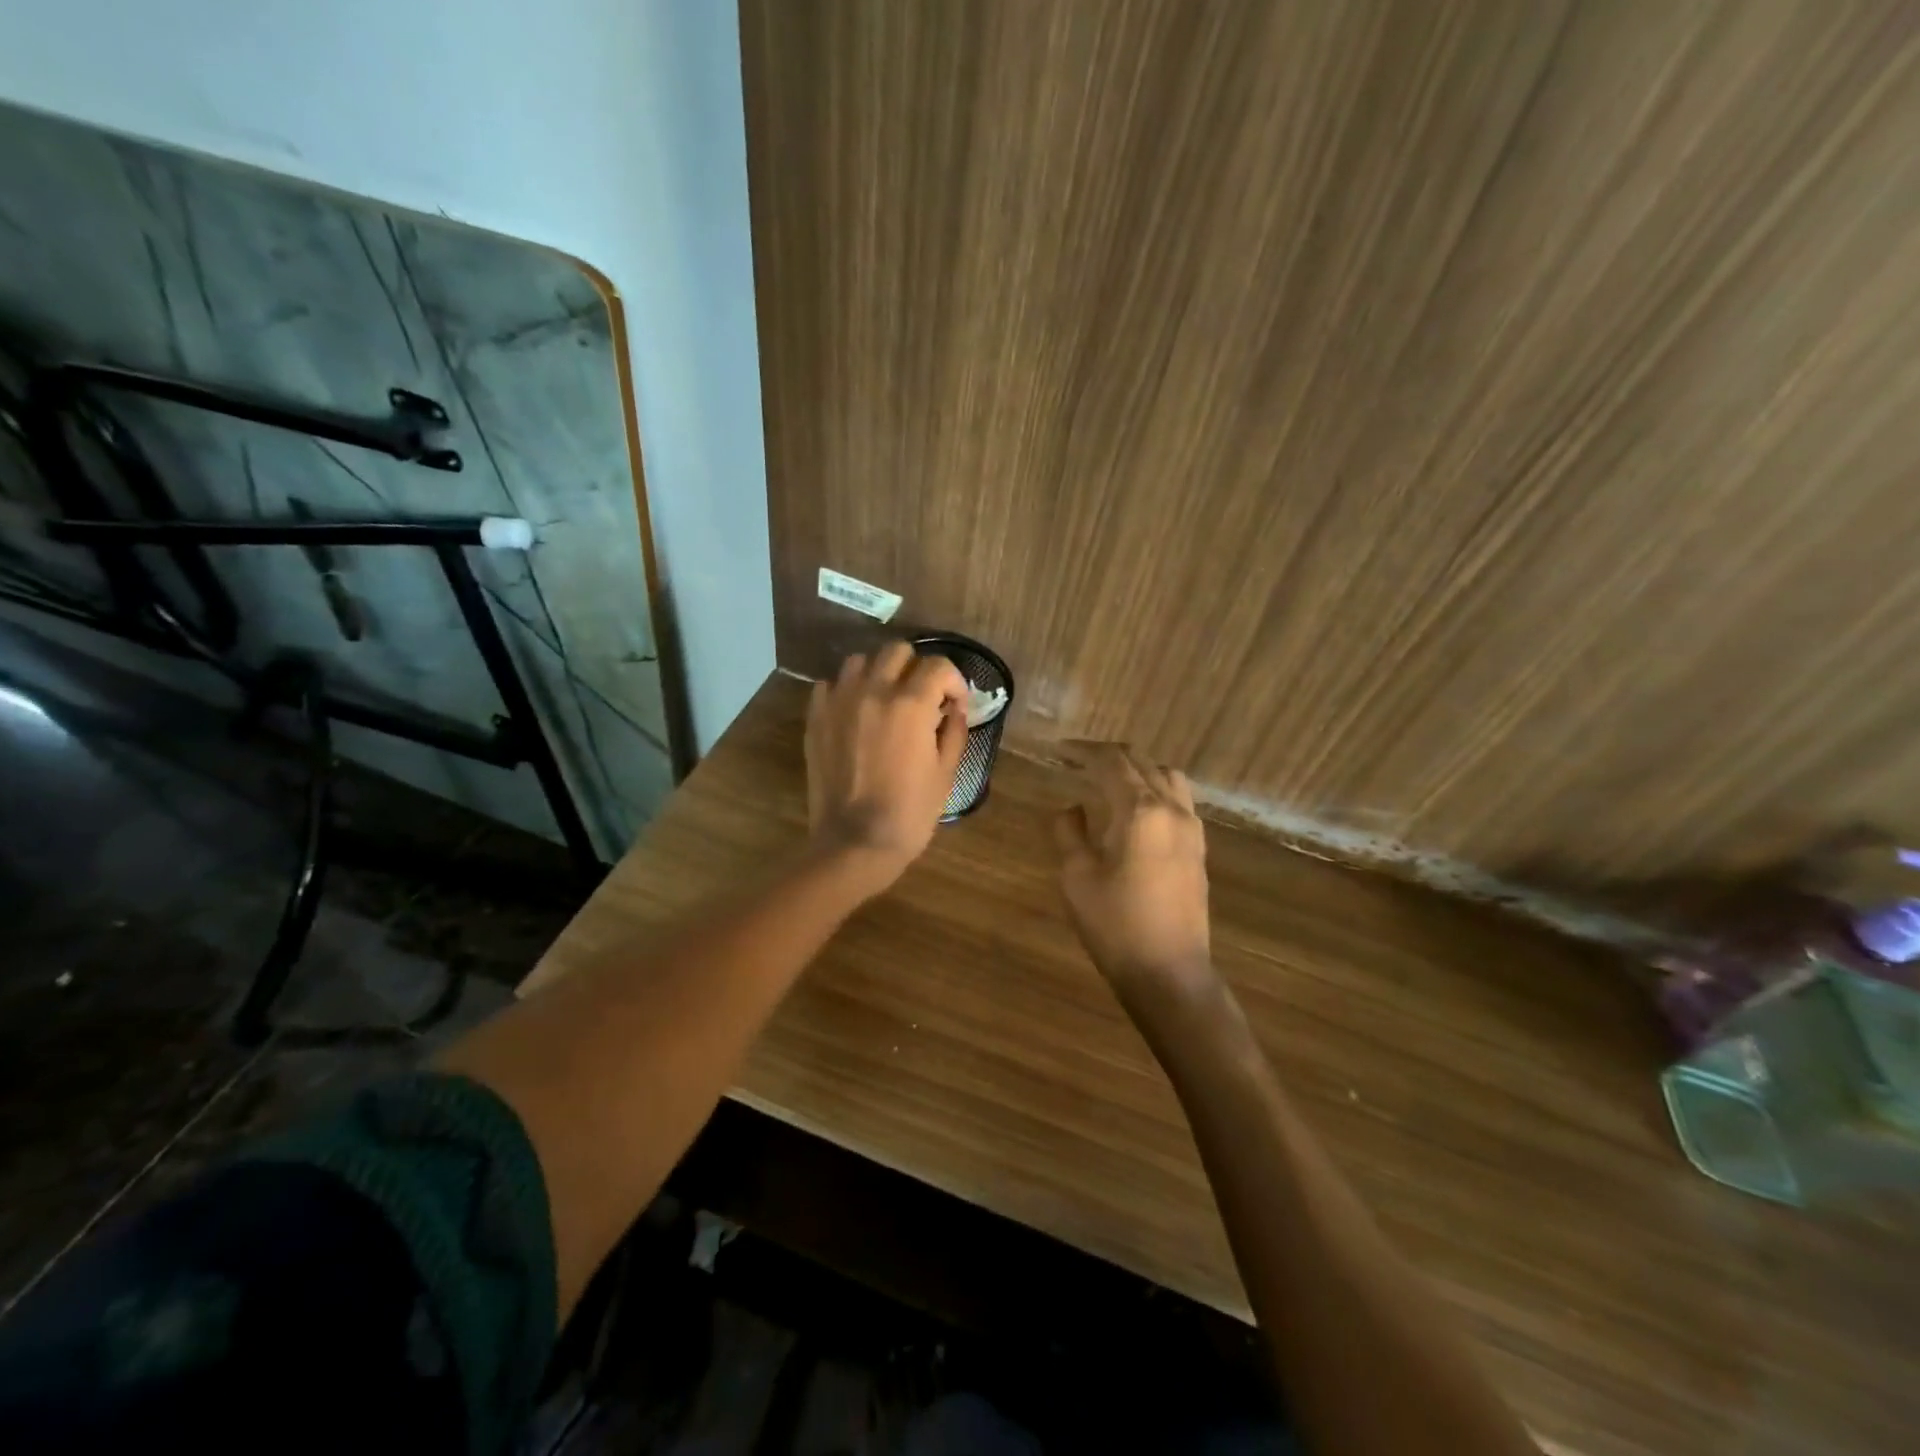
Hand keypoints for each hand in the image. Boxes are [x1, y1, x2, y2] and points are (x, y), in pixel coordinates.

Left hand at [806, 643, 968, 889]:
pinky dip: (846, 691)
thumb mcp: (945, 773)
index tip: (955, 704)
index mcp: (911, 704)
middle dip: (916, 668)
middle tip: (923, 696)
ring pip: (860, 662)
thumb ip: (953, 732)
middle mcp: (873, 691)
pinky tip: (856, 713)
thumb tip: (954, 709)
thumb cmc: (909, 813)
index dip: (953, 681)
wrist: (855, 843)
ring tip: (886, 699)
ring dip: (879, 673)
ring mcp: (839, 702)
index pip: (937, 666)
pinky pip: (829, 685)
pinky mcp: (816, 719)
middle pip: (897, 651)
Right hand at [1054, 744, 1213, 992]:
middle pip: (1142, 762)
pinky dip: (1155, 788)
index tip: (1060, 750)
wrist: (1169, 973)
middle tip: (1078, 759)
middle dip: (1109, 755)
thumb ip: (1070, 832)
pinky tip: (1137, 807)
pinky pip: (1179, 799)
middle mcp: (1171, 809)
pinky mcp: (1198, 848)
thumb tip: (1072, 808)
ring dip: (1137, 768)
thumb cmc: (1115, 925)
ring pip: (1167, 776)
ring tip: (1110, 778)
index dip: (1083, 750)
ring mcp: (1191, 828)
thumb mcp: (1077, 877)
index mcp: (1139, 811)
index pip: (1111, 762)